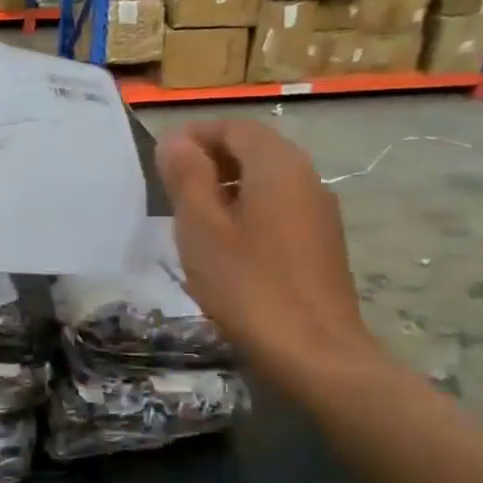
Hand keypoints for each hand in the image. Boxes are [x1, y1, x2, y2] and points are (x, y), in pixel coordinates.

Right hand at [156, 119, 380, 378]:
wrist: (316, 356)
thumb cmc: (249, 287)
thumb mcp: (202, 229)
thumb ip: (187, 177)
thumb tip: (176, 140)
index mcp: (278, 166)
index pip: (234, 127)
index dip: (195, 135)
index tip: (161, 158)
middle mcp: (306, 178)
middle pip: (253, 150)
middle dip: (210, 160)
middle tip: (170, 187)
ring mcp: (319, 212)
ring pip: (266, 181)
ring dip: (227, 187)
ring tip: (191, 217)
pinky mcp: (322, 244)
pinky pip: (279, 208)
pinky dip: (247, 210)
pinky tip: (225, 246)